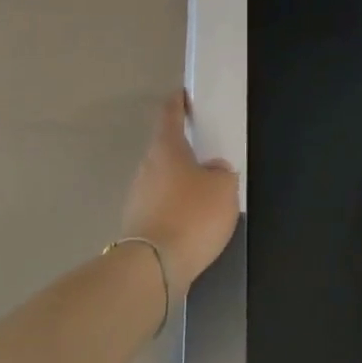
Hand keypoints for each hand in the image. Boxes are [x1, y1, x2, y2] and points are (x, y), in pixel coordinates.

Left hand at [121, 91, 240, 290]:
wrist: (153, 267)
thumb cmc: (192, 215)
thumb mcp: (224, 188)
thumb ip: (222, 173)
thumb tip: (213, 171)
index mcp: (166, 149)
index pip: (169, 115)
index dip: (178, 103)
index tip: (183, 95)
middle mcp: (146, 167)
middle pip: (165, 150)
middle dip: (184, 151)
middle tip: (207, 155)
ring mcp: (137, 196)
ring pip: (162, 180)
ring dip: (180, 183)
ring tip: (204, 195)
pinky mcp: (137, 224)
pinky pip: (161, 206)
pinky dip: (175, 208)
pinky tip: (192, 222)